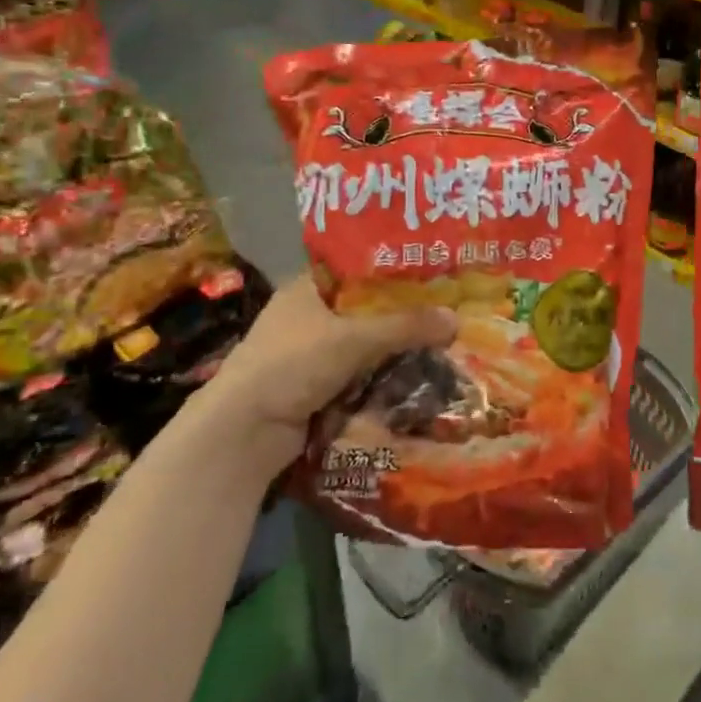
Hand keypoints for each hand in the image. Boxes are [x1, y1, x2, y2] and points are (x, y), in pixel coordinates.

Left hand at [204, 277, 456, 469]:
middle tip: (448, 310)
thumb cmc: (292, 365)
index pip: (360, 268)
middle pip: (367, 309)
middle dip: (403, 314)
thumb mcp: (354, 338)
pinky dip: (383, 376)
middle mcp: (308, 316)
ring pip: (365, 344)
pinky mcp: (315, 387)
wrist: (244, 433)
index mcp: (308, 288)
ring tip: (443, 342)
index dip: (396, 270)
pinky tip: (418, 375)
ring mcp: (310, 354)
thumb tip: (456, 318)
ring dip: (396, 349)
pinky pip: (360, 374)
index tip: (434, 273)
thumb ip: (405, 326)